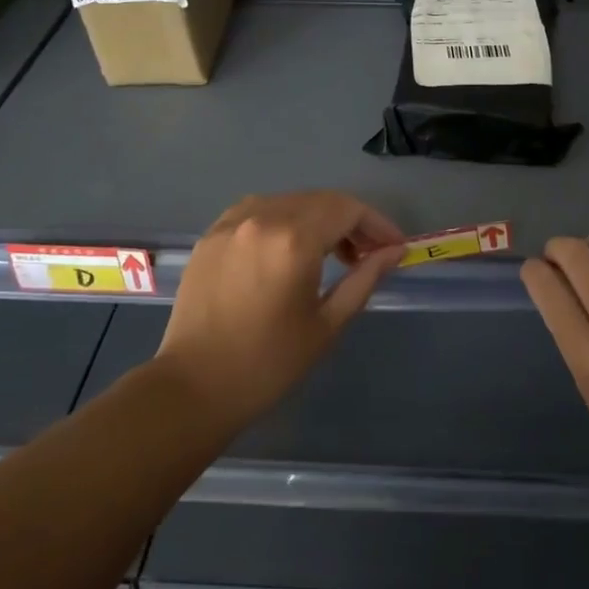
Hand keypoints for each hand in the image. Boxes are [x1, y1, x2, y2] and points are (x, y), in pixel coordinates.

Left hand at [155, 191, 405, 427]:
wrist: (193, 387)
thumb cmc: (269, 363)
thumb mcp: (327, 324)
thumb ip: (364, 279)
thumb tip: (394, 252)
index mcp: (294, 240)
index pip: (348, 210)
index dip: (377, 224)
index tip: (394, 247)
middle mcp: (262, 218)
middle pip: (321, 201)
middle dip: (351, 222)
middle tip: (368, 254)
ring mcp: (232, 223)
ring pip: (290, 202)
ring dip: (318, 218)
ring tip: (330, 254)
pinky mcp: (211, 234)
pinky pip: (258, 211)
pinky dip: (283, 220)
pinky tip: (288, 249)